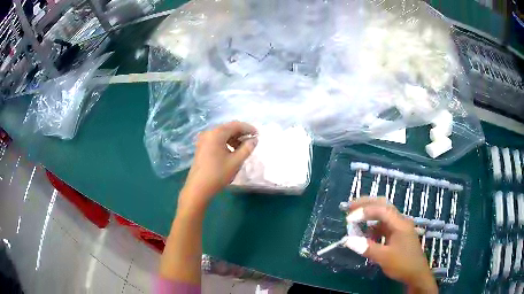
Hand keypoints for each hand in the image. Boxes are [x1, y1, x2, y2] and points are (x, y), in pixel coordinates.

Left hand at [179, 121, 257, 209]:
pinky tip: (232, 151)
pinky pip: (216, 139)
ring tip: (243, 148)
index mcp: (217, 133)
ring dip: (234, 138)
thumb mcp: (236, 161)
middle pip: (228, 128)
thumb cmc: (218, 174)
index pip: (236, 125)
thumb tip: (254, 140)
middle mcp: (209, 133)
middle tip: (252, 141)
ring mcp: (203, 139)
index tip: (258, 135)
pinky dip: (226, 142)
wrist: (198, 188)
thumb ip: (247, 148)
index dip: (248, 128)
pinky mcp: (201, 146)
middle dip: (241, 133)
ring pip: (222, 134)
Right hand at [345, 197, 437, 293]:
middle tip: (350, 207)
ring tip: (355, 220)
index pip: (381, 209)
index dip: (364, 211)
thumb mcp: (384, 258)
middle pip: (383, 206)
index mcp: (399, 223)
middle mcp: (400, 221)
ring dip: (369, 216)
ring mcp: (399, 227)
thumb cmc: (403, 264)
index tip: (349, 219)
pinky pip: (384, 226)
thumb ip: (367, 248)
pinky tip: (366, 235)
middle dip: (366, 204)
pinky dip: (373, 227)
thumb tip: (348, 240)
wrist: (416, 274)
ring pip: (383, 215)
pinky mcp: (398, 235)